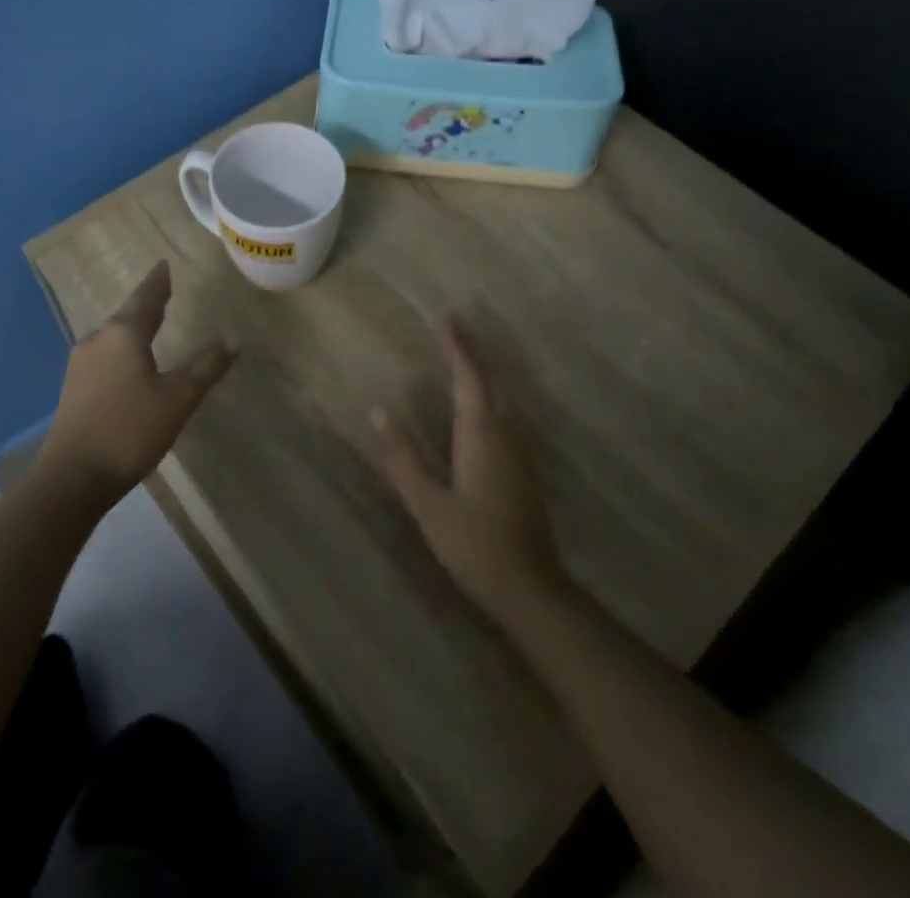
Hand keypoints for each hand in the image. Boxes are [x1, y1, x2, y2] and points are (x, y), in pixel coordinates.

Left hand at [35, 262, 237, 505]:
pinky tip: (130, 363)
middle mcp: (98, 341)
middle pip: (127, 315)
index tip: (163, 265)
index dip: (158, 282)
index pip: (146, 298)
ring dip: (134, 328)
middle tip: (164, 292)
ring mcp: (81, 365)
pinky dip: (123, 350)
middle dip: (148, 304)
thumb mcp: (178, 398)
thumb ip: (206, 367)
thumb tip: (234, 339)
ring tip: (152, 324)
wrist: (72, 478)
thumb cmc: (130, 430)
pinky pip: (105, 356)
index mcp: (123, 334)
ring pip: (114, 337)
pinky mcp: (74, 389)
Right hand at [374, 323, 561, 617]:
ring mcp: (519, 455)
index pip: (469, 378)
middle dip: (470, 358)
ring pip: (499, 404)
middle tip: (450, 336)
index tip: (448, 320)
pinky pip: (502, 423)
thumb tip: (379, 412)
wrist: (530, 589)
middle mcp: (506, 436)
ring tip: (457, 366)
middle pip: (489, 385)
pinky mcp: (523, 473)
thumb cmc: (475, 544)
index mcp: (482, 435)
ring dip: (479, 380)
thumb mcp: (428, 504)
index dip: (458, 348)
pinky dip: (485, 404)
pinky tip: (473, 416)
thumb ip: (403, 458)